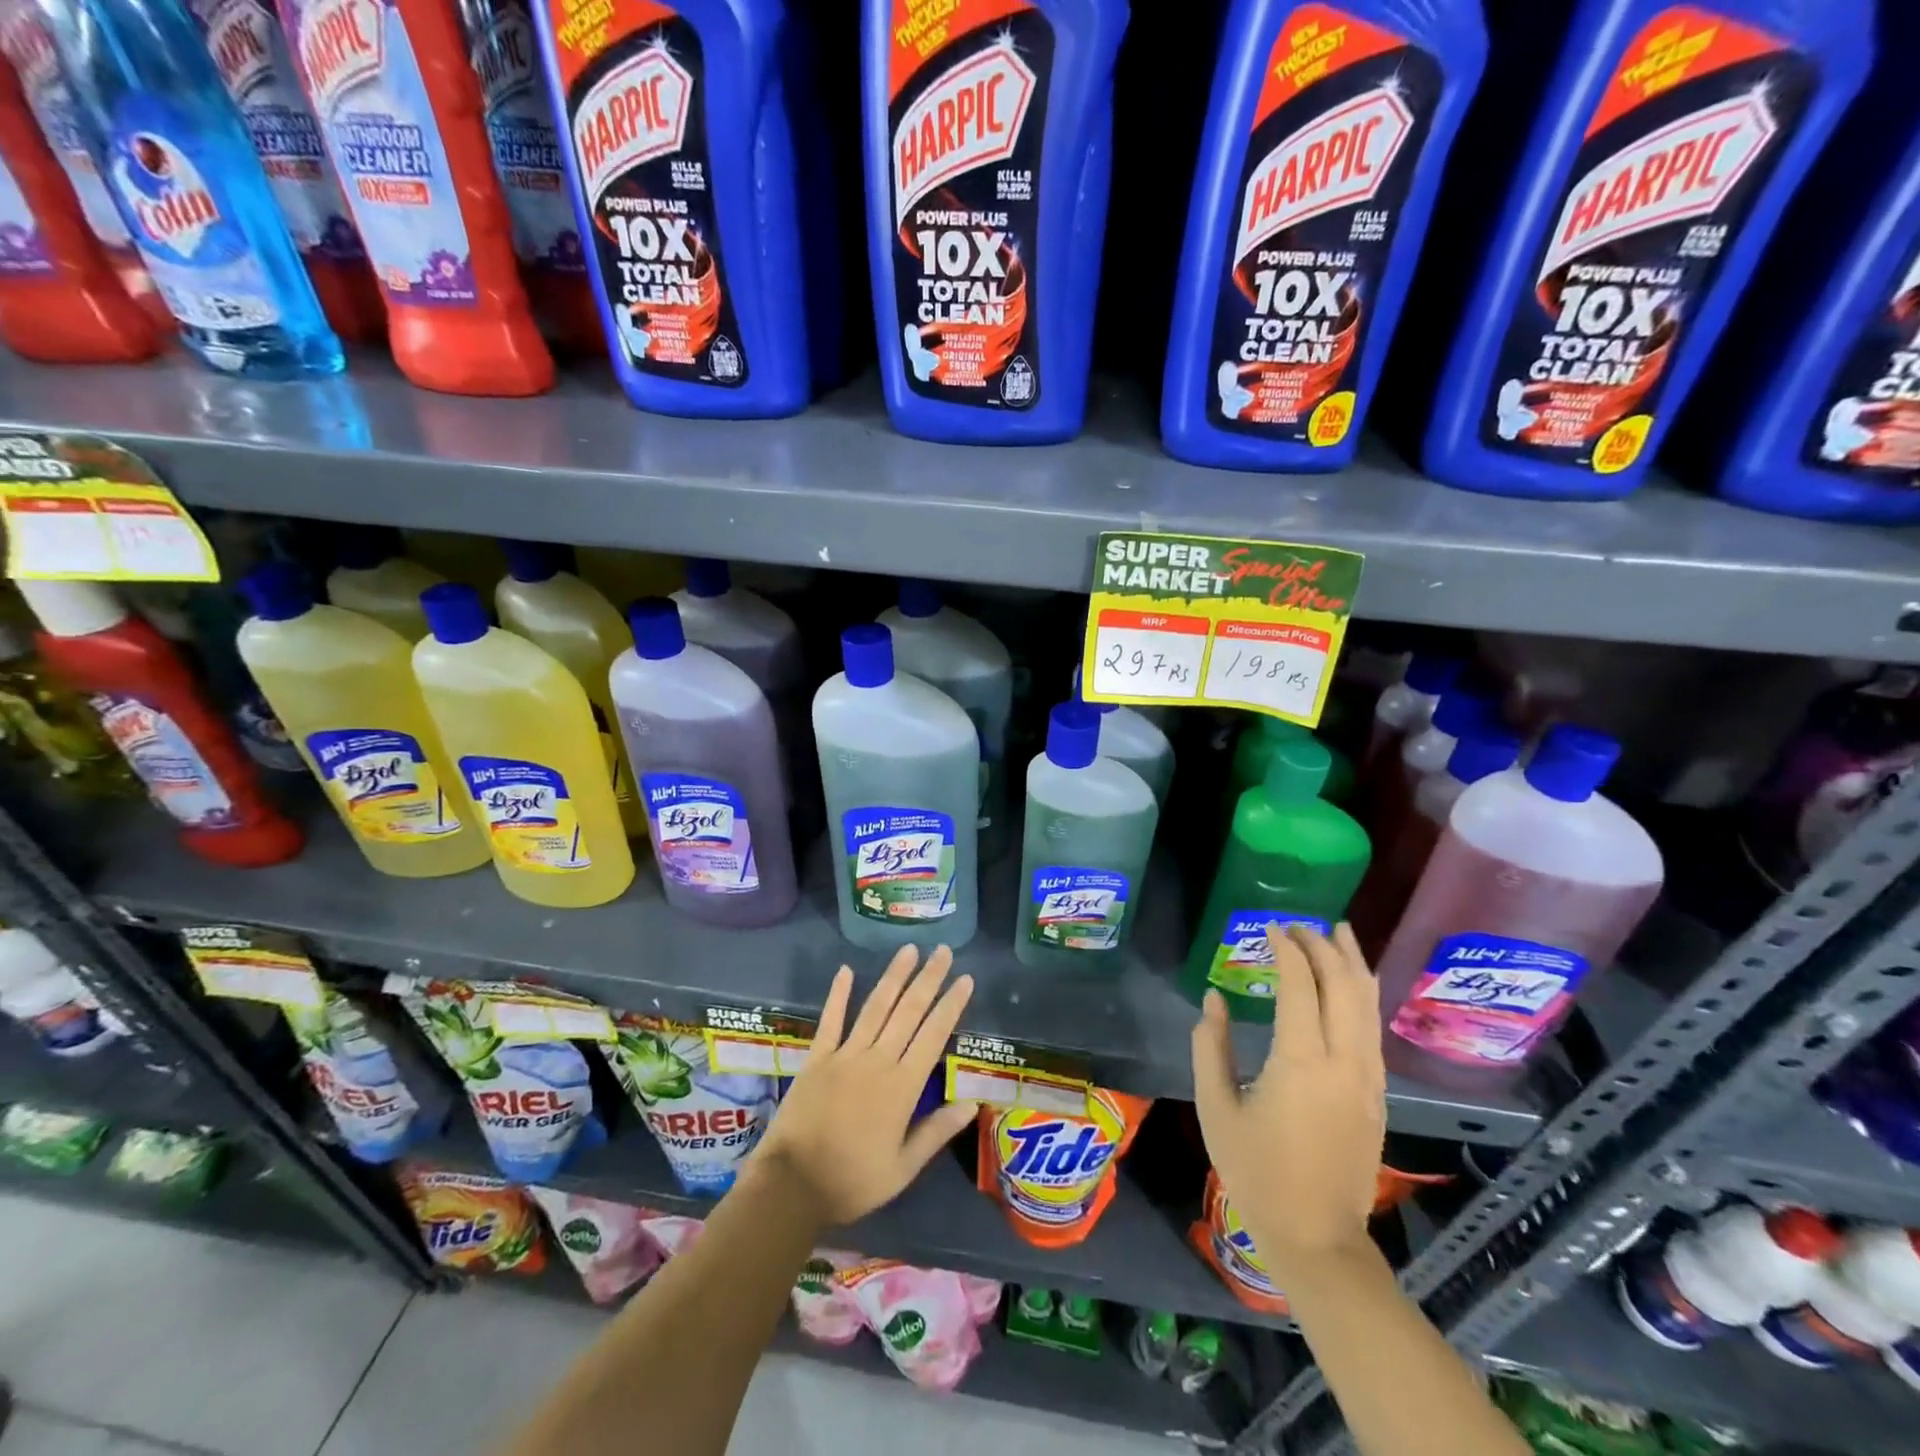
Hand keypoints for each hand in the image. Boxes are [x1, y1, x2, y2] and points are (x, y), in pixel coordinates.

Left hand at [754, 944, 978, 1226]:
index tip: (965, 978)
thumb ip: (936, 1132)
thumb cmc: (852, 1181)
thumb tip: (972, 1103)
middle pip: (908, 1012)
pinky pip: (830, 1020)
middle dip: (928, 979)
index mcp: (902, 1087)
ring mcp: (845, 1055)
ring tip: (909, 949)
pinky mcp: (817, 1058)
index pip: (934, 1035)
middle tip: (943, 951)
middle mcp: (877, 1061)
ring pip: (875, 1007)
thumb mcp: (903, 1168)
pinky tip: (846, 970)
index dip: (951, 1005)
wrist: (792, 1186)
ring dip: (894, 976)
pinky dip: (838, 994)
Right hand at [1191, 922, 1385, 1279]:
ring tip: (1339, 931)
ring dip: (1353, 962)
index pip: (1301, 985)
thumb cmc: (1256, 1172)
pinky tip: (1352, 983)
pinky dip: (1363, 994)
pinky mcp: (1376, 1094)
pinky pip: (1373, 1028)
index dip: (1286, 950)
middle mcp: (1343, 1061)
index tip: (1269, 928)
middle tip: (1298, 925)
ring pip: (1368, 1004)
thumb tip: (1214, 999)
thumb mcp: (1216, 1107)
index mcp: (1300, 1062)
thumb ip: (1210, 1046)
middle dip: (1323, 946)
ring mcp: (1367, 1078)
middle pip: (1344, 985)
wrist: (1316, 1237)